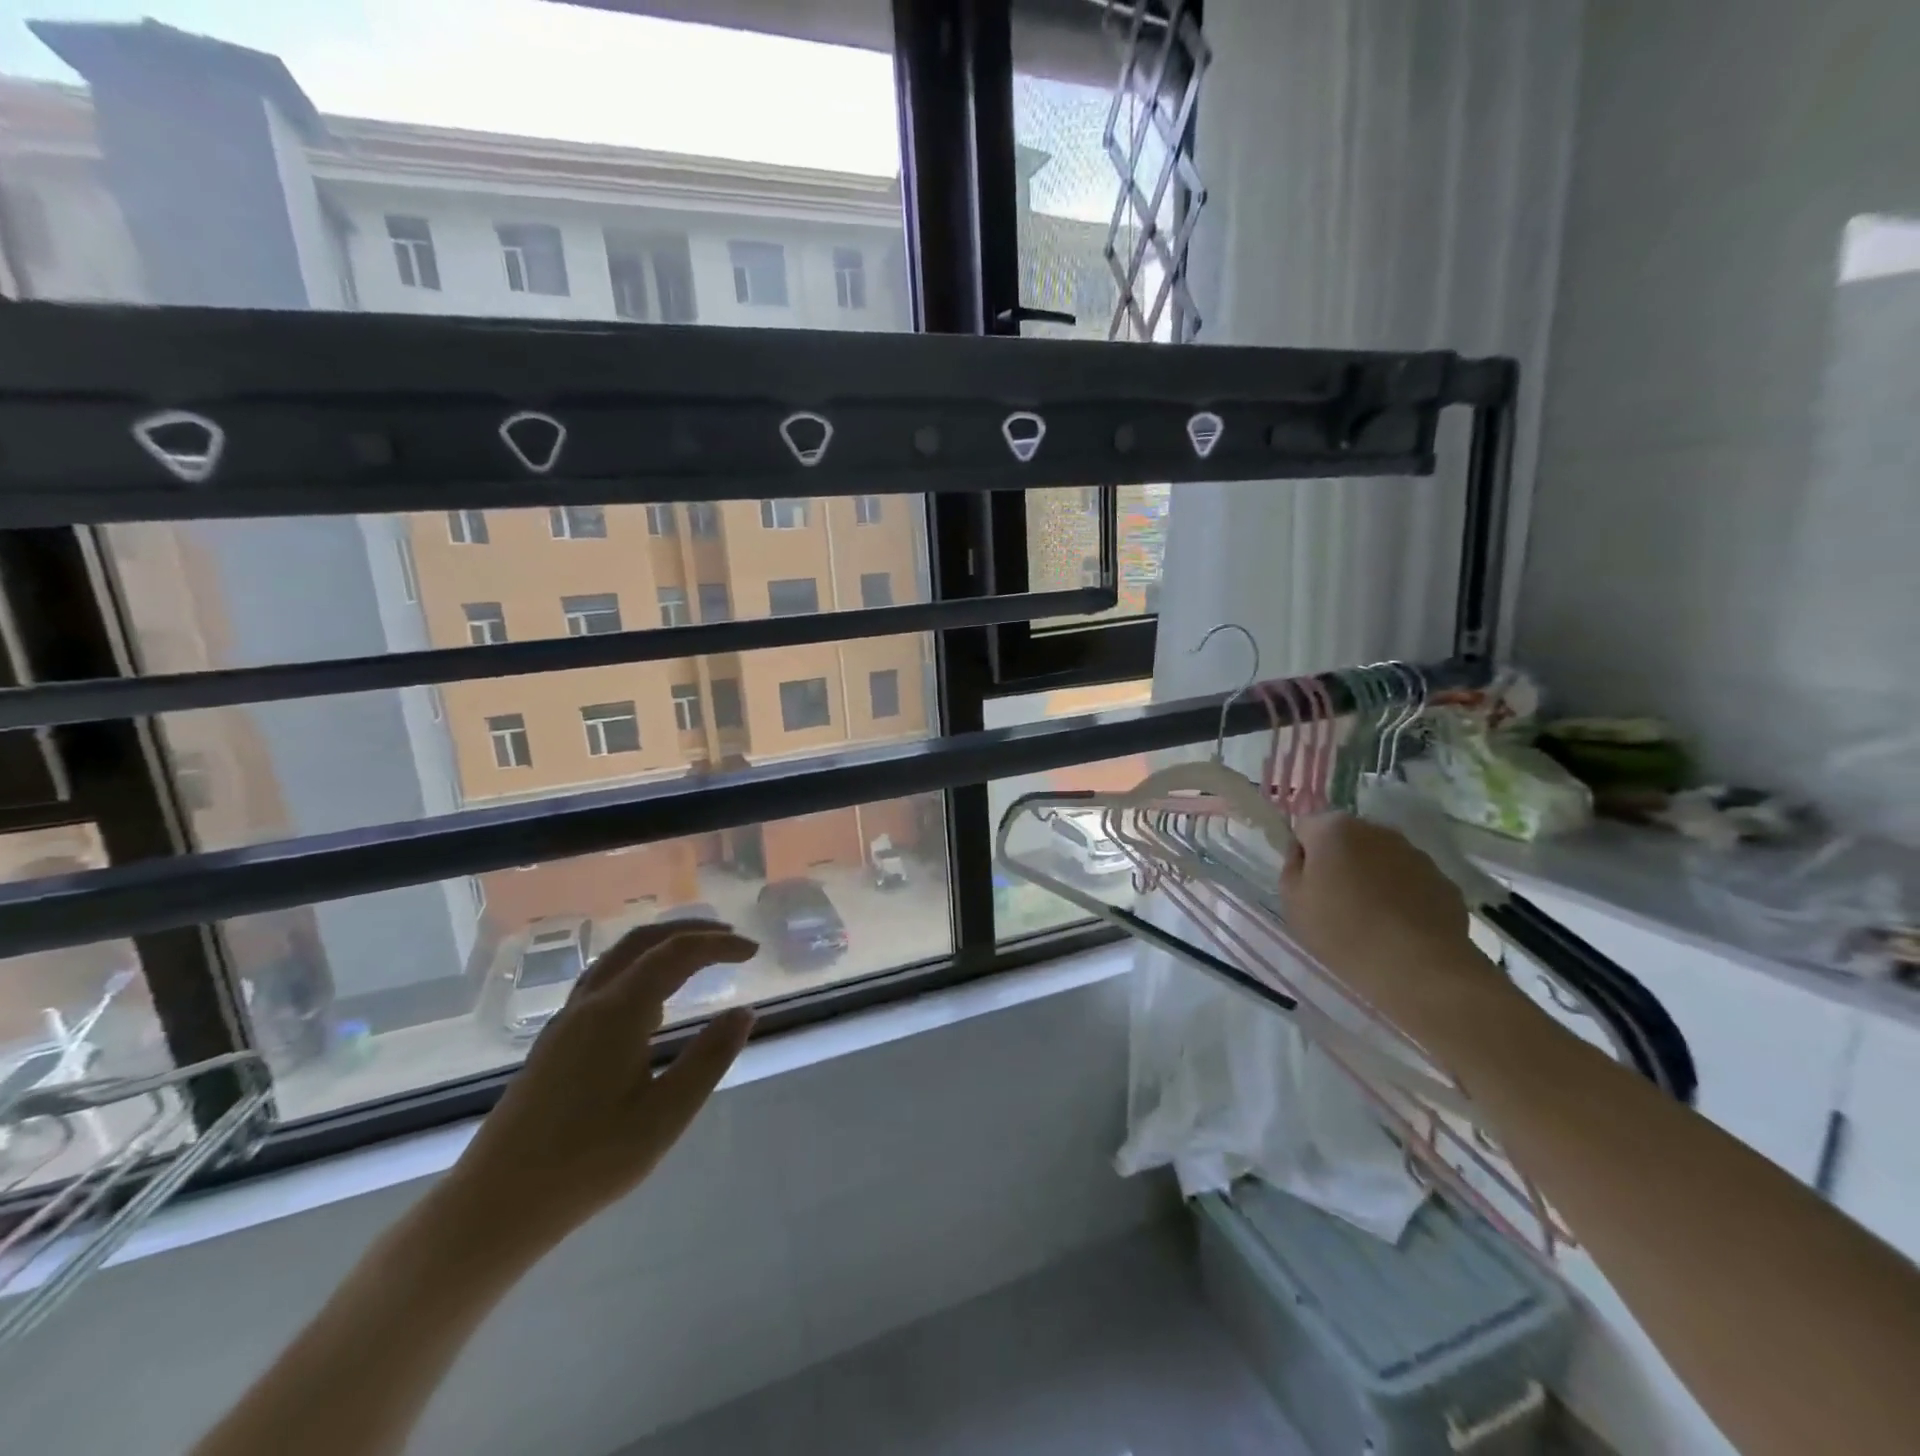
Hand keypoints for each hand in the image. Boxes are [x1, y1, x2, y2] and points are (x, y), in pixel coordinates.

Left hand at [447, 923, 758, 1242]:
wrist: (495, 1205)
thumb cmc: (588, 1162)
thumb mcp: (665, 1115)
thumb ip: (709, 1058)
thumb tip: (745, 1012)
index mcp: (619, 1011)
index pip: (677, 953)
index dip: (719, 945)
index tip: (754, 952)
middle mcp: (591, 1002)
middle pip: (643, 941)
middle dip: (691, 931)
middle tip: (731, 940)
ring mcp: (567, 1020)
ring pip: (619, 957)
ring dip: (662, 945)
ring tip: (699, 957)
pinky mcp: (556, 1040)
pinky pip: (604, 979)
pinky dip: (640, 967)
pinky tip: (654, 1000)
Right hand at [1280, 813, 1499, 1019]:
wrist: (1418, 967)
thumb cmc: (1342, 931)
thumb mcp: (1292, 902)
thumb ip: (1292, 867)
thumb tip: (1304, 854)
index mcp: (1333, 829)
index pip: (1305, 828)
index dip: (1302, 854)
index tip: (1307, 884)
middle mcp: (1376, 830)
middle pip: (1345, 838)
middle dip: (1339, 860)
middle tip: (1335, 900)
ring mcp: (1414, 853)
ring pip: (1380, 857)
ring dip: (1371, 875)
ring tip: (1370, 916)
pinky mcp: (1443, 879)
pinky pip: (1410, 880)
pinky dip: (1402, 894)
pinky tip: (1399, 925)